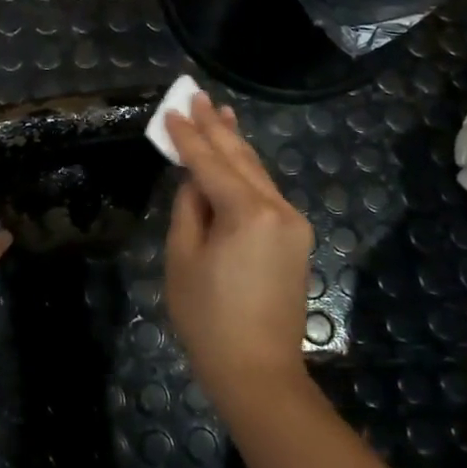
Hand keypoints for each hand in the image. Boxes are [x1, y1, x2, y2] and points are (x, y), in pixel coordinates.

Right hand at [164, 94, 314, 401]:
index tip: (171, 109)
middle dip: (216, 126)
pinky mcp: (295, 239)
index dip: (187, 136)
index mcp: (248, 212)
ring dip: (235, 143)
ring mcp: (293, 223)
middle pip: (240, 157)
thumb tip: (195, 180)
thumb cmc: (208, 319)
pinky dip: (246, 171)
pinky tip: (235, 156)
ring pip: (257, 172)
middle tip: (196, 94)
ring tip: (219, 112)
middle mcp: (278, 208)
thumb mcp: (183, 258)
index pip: (210, 162)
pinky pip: (265, 192)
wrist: (259, 372)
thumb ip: (189, 208)